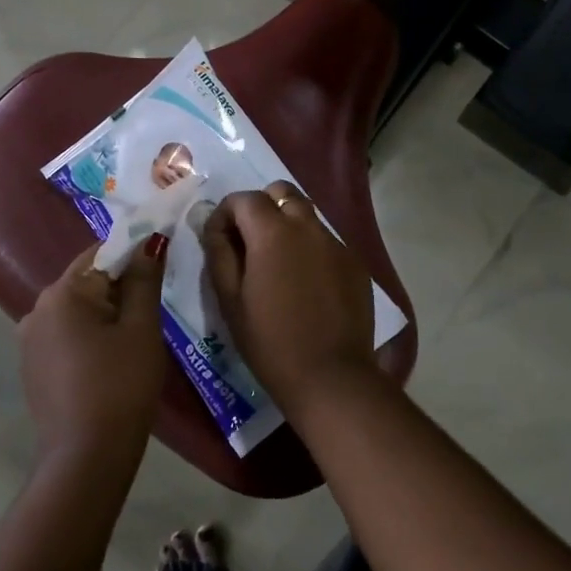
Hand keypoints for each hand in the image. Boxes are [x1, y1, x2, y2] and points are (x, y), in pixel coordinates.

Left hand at [18, 239, 171, 469]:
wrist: (86, 458)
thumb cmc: (121, 386)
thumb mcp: (141, 328)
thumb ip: (144, 279)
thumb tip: (150, 241)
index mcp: (63, 292)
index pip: (102, 252)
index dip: (134, 254)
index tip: (161, 267)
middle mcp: (37, 308)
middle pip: (87, 280)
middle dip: (121, 286)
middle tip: (154, 308)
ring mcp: (30, 339)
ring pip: (77, 309)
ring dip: (106, 312)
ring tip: (137, 337)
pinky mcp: (33, 365)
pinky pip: (66, 334)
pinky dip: (90, 335)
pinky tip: (111, 360)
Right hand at [201, 182, 375, 416]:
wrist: (331, 377)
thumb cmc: (270, 342)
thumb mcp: (230, 299)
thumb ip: (219, 253)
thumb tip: (214, 226)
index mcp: (273, 231)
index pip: (243, 198)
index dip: (225, 213)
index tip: (218, 240)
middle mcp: (308, 226)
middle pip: (281, 193)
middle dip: (261, 207)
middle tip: (250, 243)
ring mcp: (336, 243)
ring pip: (306, 215)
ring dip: (287, 226)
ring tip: (278, 265)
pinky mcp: (355, 263)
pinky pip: (327, 241)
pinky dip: (310, 249)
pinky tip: (306, 285)